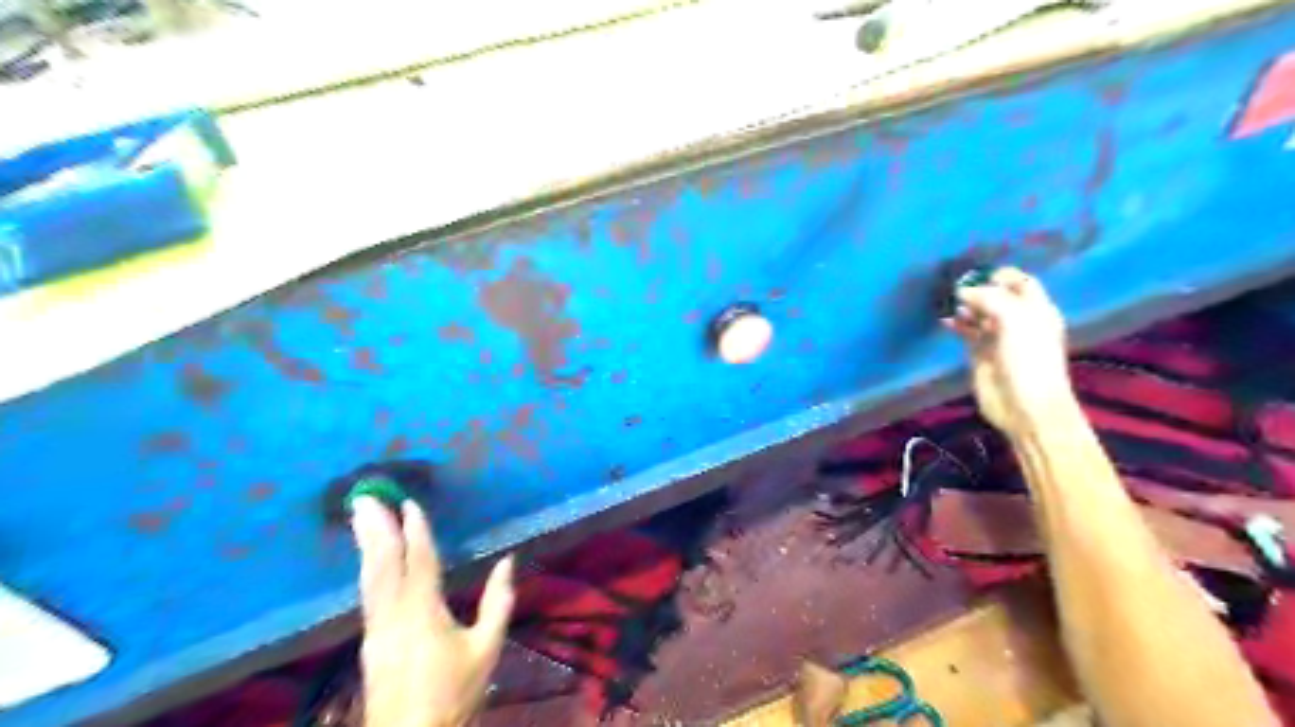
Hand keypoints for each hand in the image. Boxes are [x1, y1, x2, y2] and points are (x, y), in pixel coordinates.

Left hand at [352, 499, 520, 726]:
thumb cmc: (456, 693)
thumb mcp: (487, 648)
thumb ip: (498, 602)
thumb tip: (508, 561)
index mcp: (423, 613)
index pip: (419, 561)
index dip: (415, 531)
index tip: (409, 503)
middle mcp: (392, 616)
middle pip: (382, 564)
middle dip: (375, 529)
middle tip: (365, 498)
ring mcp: (375, 630)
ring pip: (369, 579)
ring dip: (366, 545)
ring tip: (360, 518)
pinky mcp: (370, 643)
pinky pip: (368, 594)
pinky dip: (369, 569)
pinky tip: (369, 561)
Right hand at [950, 266, 1079, 434]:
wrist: (1025, 406)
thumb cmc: (1028, 360)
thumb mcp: (1015, 320)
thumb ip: (990, 299)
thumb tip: (962, 290)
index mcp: (1036, 310)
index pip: (1020, 282)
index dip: (1000, 274)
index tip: (974, 272)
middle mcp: (1018, 320)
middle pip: (996, 295)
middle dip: (976, 288)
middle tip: (953, 285)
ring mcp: (997, 336)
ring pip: (978, 312)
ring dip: (963, 305)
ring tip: (946, 301)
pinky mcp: (979, 352)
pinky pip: (965, 330)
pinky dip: (955, 323)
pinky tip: (944, 319)